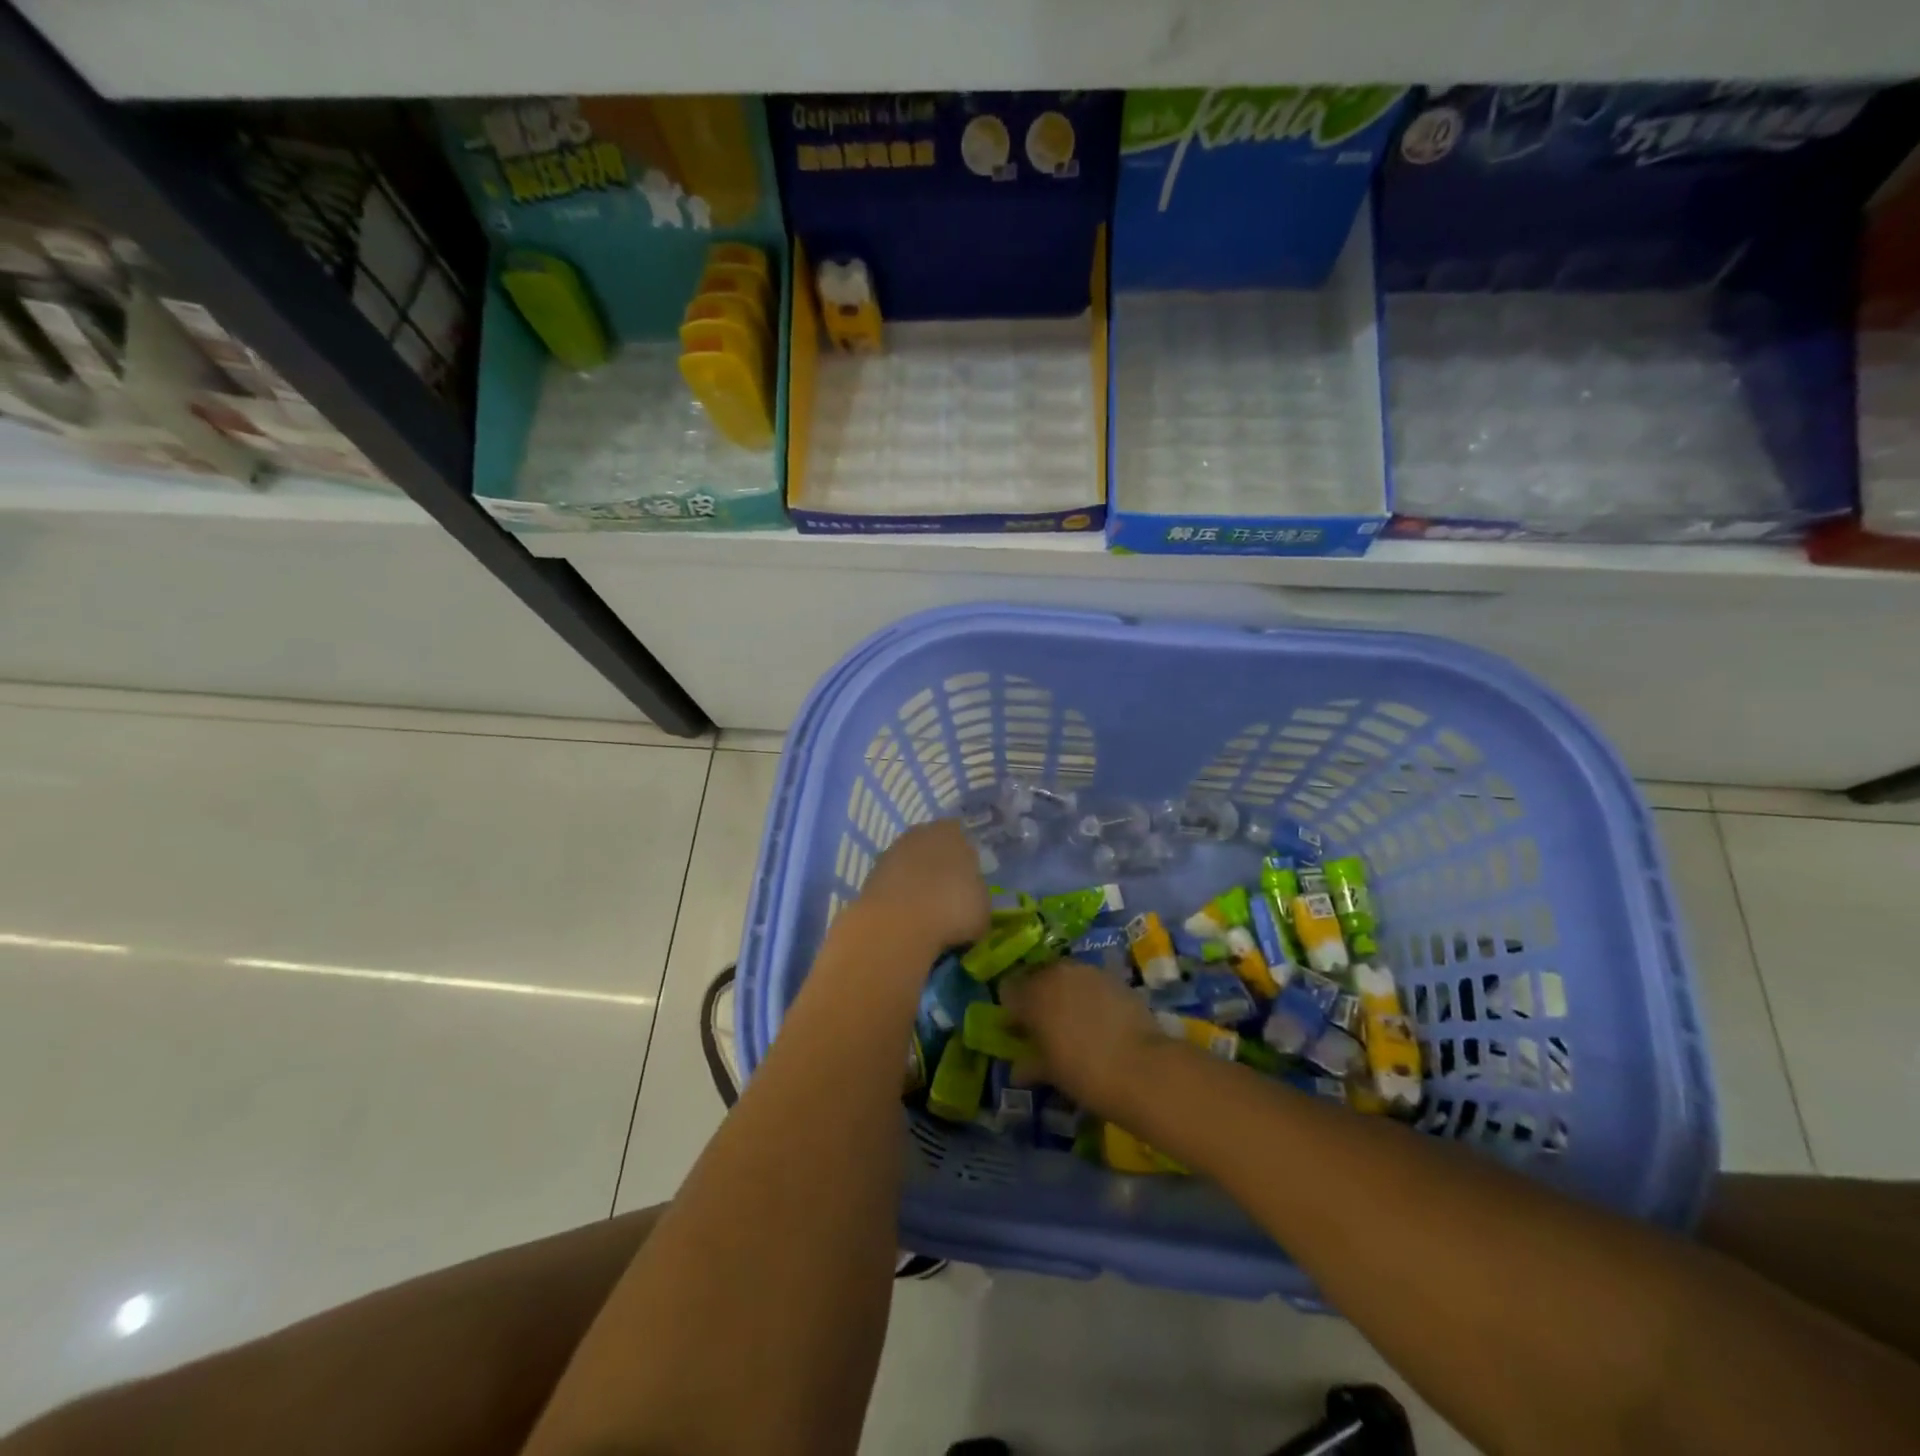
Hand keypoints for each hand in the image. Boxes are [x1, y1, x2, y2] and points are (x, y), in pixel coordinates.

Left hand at [854, 819, 990, 955]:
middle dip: (940, 867)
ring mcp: (892, 851)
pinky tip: (906, 917)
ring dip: (917, 882)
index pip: (963, 836)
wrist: (897, 926)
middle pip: (934, 847)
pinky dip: (899, 896)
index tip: (970, 882)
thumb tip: (971, 899)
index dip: (967, 859)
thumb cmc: (952, 909)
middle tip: (948, 896)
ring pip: (911, 864)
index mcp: (953, 832)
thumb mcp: (983, 909)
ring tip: (927, 912)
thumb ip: (978, 895)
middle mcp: (920, 833)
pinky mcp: (871, 874)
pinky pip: (893, 883)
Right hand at [999, 960, 1165, 1118]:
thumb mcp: (1051, 1073)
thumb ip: (1030, 1063)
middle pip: (1037, 977)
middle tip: (1044, 1025)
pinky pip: (1090, 981)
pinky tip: (1099, 1018)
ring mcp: (1087, 971)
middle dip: (1037, 997)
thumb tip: (1018, 1069)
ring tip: (1073, 1021)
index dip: (1011, 1010)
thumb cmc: (1085, 1073)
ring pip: (1065, 976)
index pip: (1008, 990)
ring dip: (1063, 993)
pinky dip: (1088, 994)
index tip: (1017, 1030)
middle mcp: (1056, 973)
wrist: (1143, 1068)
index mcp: (1033, 994)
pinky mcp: (1114, 976)